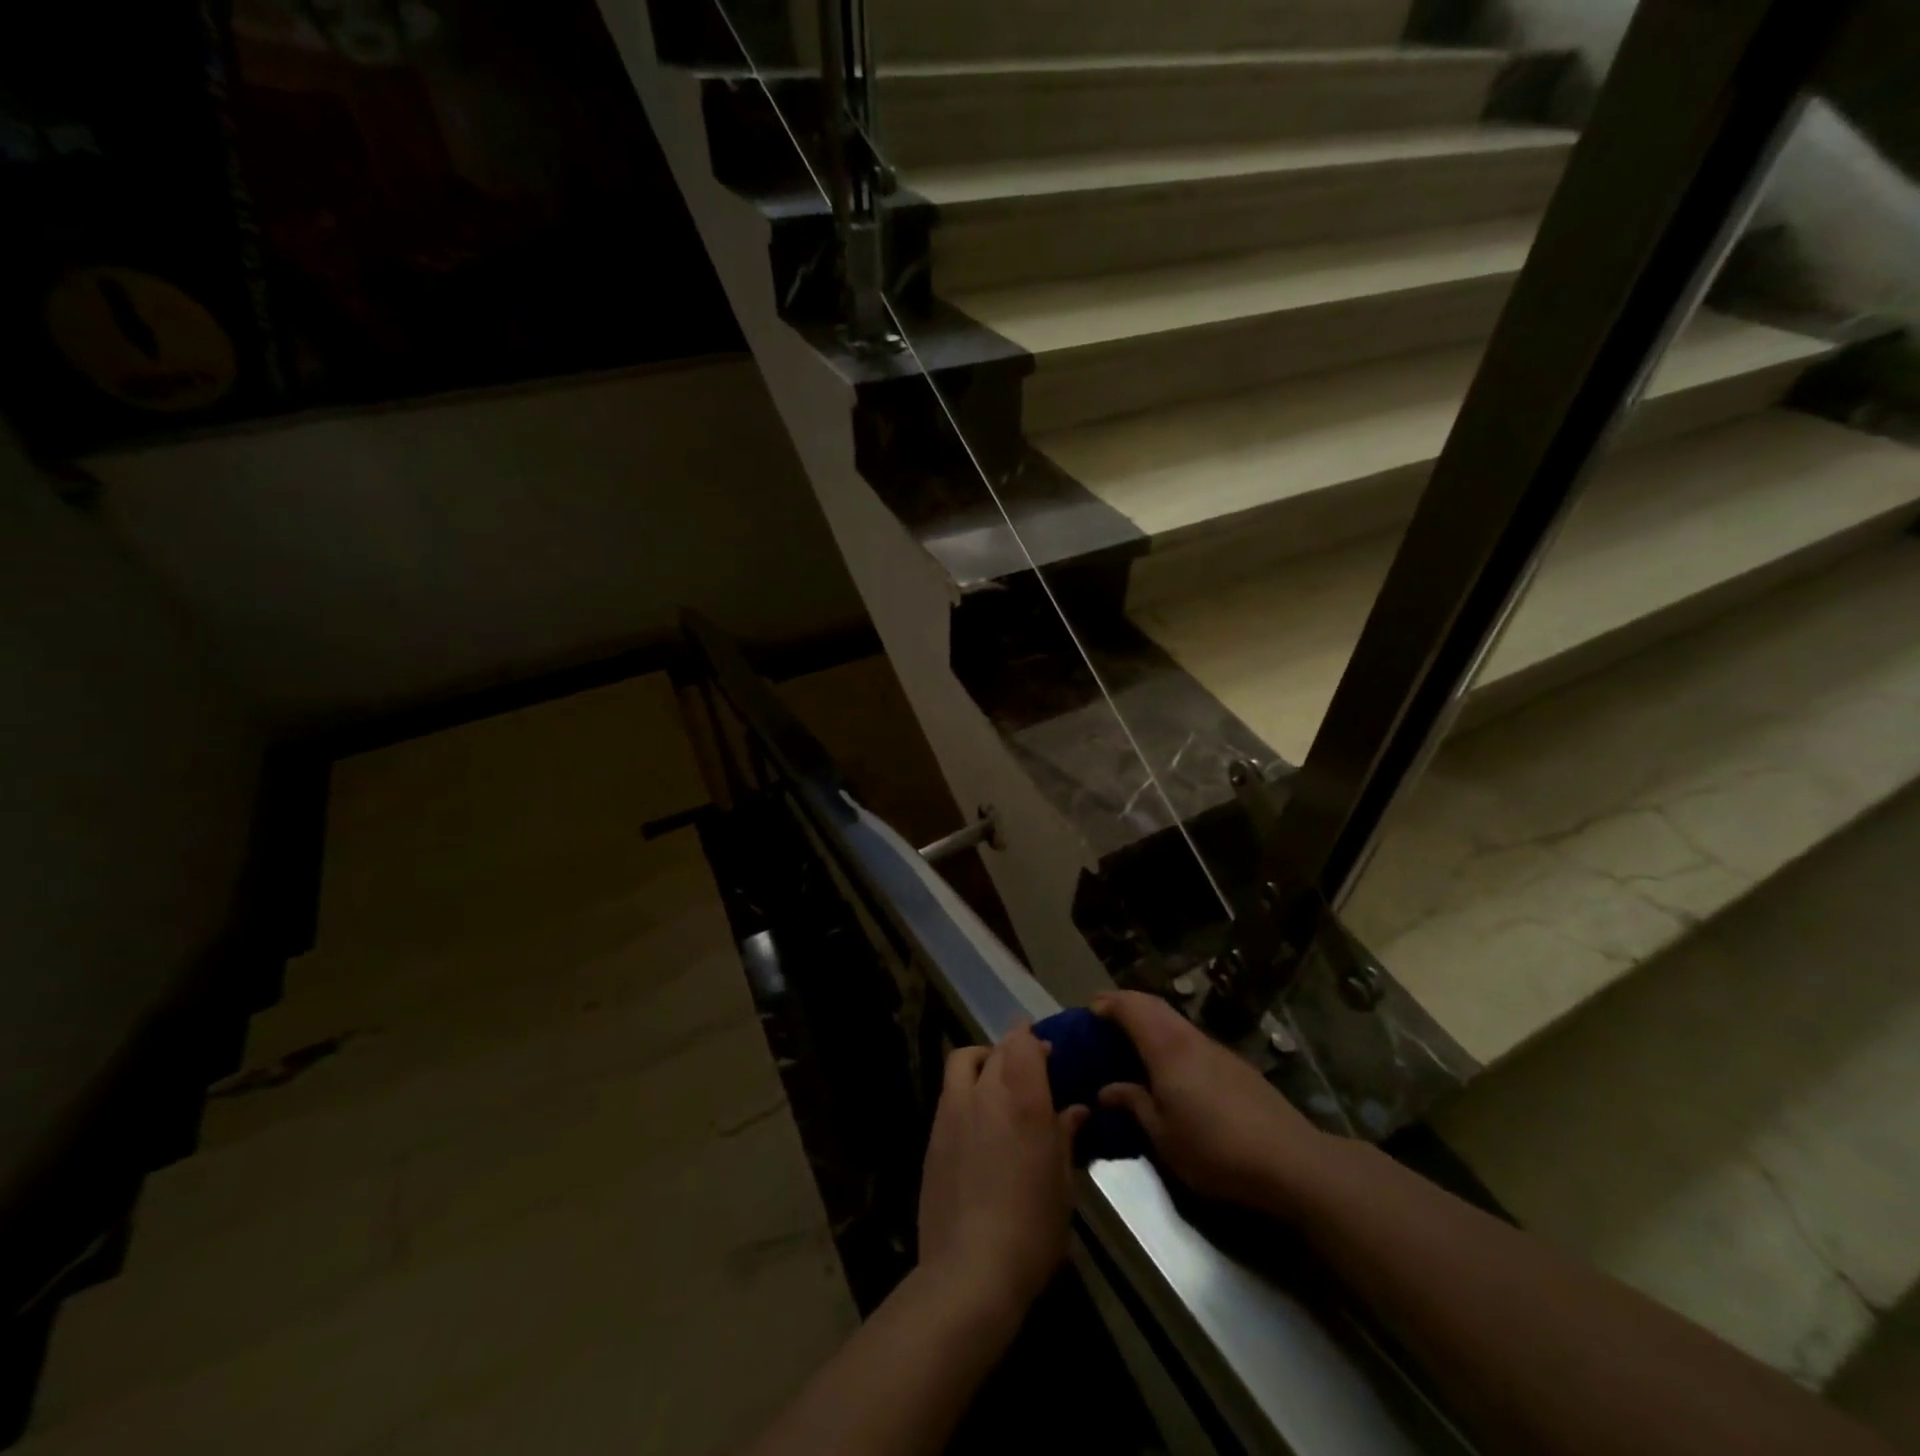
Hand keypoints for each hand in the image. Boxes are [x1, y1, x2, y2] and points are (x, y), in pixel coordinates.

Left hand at [917, 1025, 1088, 1320]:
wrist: (969, 1270)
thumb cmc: (1032, 1227)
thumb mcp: (1062, 1183)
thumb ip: (1065, 1136)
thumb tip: (1075, 1109)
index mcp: (1022, 1097)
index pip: (1023, 1042)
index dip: (1034, 1040)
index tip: (1048, 1052)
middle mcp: (984, 1092)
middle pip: (996, 1050)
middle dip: (1013, 1049)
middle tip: (1030, 1068)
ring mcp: (952, 1110)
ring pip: (963, 1061)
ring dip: (982, 1061)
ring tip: (997, 1083)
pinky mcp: (932, 1134)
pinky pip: (949, 1092)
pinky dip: (965, 1089)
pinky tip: (978, 1119)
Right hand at [1094, 991, 1329, 1212]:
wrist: (1290, 1161)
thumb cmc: (1215, 1149)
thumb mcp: (1163, 1136)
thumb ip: (1134, 1105)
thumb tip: (1107, 1090)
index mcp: (1166, 1049)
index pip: (1131, 1008)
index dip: (1108, 1003)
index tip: (1088, 1011)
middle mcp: (1190, 1038)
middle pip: (1154, 1005)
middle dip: (1126, 1004)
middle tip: (1104, 1018)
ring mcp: (1216, 1049)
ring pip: (1175, 1019)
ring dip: (1150, 1019)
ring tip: (1132, 1041)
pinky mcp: (1236, 1065)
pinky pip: (1191, 1037)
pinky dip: (1170, 1036)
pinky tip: (1170, 1065)